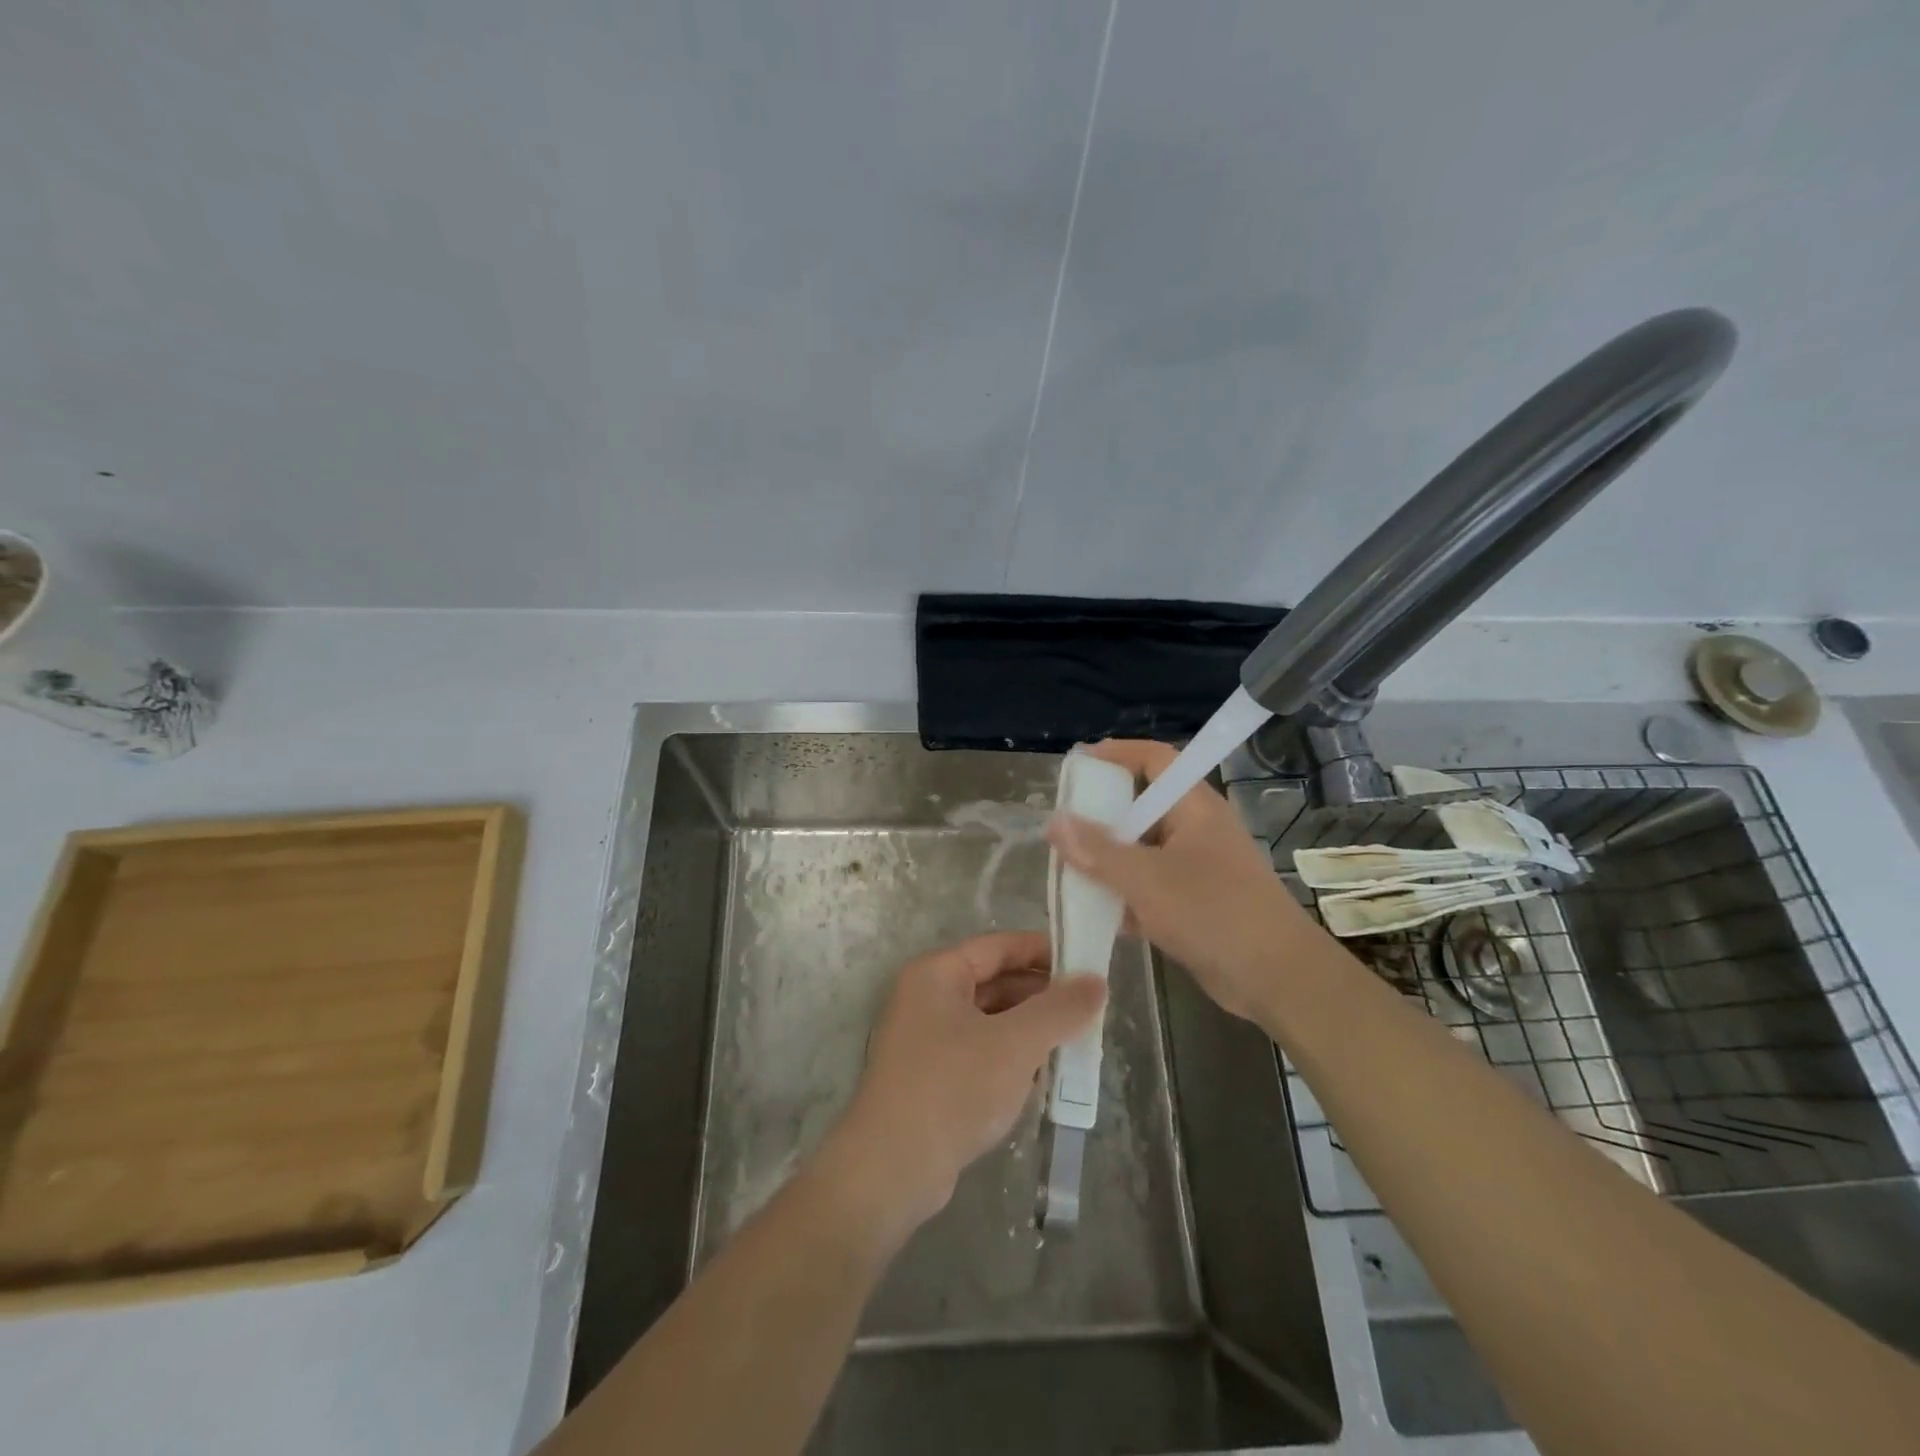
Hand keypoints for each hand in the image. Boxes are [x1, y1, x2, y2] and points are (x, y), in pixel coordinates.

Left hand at [823, 932, 1106, 1235]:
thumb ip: (1059, 1009)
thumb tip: (1096, 982)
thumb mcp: (1015, 1044)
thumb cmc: (953, 1088)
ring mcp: (926, 1039)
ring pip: (989, 1019)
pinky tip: (1043, 1073)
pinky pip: (980, 1051)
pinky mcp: (931, 1077)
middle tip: (1089, 1006)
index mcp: (936, 973)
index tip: (1086, 961)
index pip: (998, 946)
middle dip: (1041, 994)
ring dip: (1029, 1027)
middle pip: (994, 981)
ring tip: (1075, 1038)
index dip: (1042, 950)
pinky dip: (1011, 1055)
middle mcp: (926, 997)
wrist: (892, 1169)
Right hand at [1044, 739, 1309, 1021]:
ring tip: (1067, 869)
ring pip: (1143, 851)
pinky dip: (1125, 894)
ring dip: (1109, 860)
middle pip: (1143, 807)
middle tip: (1063, 825)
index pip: (1156, 759)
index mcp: (1194, 807)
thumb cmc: (1214, 913)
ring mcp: (1197, 868)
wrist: (1277, 979)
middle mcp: (1197, 830)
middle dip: (1102, 815)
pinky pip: (1151, 886)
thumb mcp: (1147, 879)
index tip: (1079, 763)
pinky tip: (1095, 911)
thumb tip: (1054, 822)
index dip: (1118, 753)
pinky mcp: (1195, 903)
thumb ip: (1098, 851)